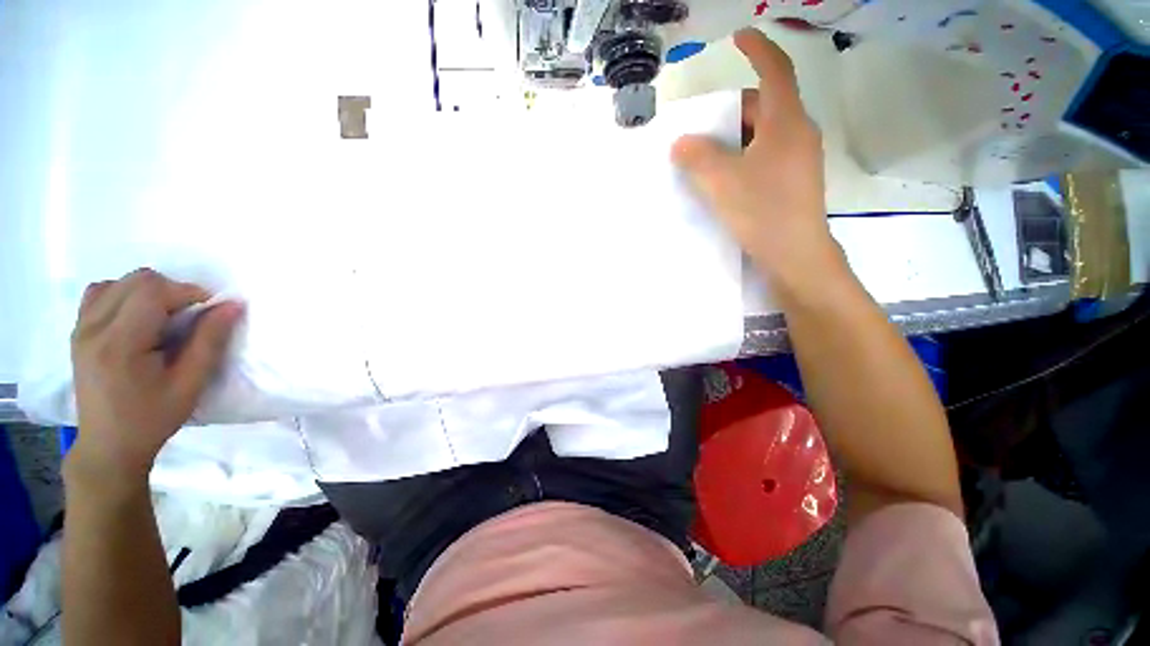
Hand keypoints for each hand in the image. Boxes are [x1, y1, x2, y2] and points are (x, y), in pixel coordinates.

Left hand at [67, 268, 242, 482]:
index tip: (210, 311)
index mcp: (119, 344)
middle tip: (190, 316)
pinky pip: (100, 294)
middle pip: (136, 281)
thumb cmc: (152, 419)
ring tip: (164, 317)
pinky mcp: (78, 332)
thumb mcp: (190, 384)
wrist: (108, 445)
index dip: (188, 292)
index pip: (153, 292)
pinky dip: (124, 295)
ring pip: (118, 283)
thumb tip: (232, 305)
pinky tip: (138, 317)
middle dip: (172, 290)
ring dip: (149, 291)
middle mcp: (93, 329)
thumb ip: (210, 341)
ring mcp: (81, 329)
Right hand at [672, 29, 846, 300]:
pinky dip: (744, 155)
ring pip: (765, 133)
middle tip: (705, 123)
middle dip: (734, 108)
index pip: (775, 72)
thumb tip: (680, 143)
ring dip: (737, 136)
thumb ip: (698, 158)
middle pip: (766, 106)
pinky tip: (726, 175)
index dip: (758, 50)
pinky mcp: (794, 180)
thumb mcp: (722, 182)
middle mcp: (798, 133)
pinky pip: (766, 154)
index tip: (740, 37)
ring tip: (709, 153)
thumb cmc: (762, 211)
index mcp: (786, 122)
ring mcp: (799, 158)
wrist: (795, 254)